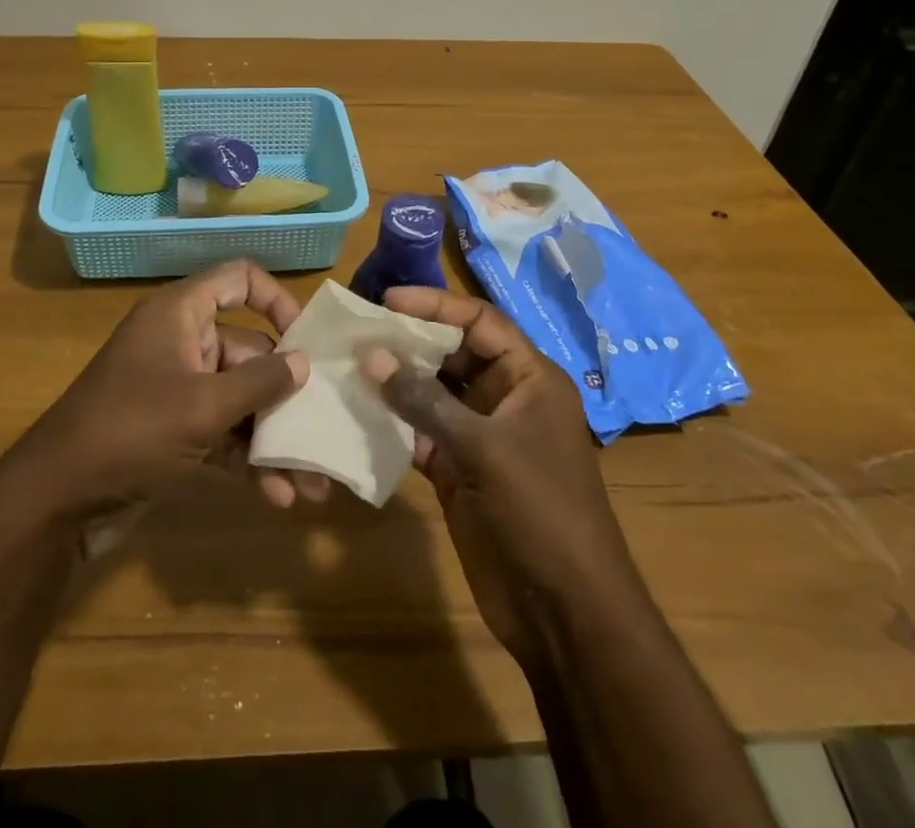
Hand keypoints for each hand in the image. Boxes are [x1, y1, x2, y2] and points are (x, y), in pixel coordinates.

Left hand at [5, 260, 309, 526]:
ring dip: (273, 435)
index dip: (276, 300)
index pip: (238, 280)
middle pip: (248, 349)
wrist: (55, 500)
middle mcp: (181, 342)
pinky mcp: (173, 429)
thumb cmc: (130, 431)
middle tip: (324, 427)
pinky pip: (222, 430)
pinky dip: (246, 456)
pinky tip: (277, 495)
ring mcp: (177, 387)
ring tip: (313, 481)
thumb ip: (258, 383)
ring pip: (239, 397)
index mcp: (181, 314)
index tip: (306, 340)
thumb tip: (303, 363)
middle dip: (286, 392)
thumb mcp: (201, 406)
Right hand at [359, 288, 631, 663]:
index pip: (480, 322)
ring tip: (349, 365)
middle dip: (409, 341)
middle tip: (358, 332)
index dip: (436, 305)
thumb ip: (425, 400)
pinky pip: (421, 432)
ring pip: (433, 393)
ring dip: (396, 381)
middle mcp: (504, 398)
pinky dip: (394, 423)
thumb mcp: (484, 448)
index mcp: (529, 378)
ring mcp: (480, 436)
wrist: (565, 613)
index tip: (387, 300)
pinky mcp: (459, 470)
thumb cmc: (539, 512)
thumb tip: (371, 355)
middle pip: (453, 353)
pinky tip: (358, 413)